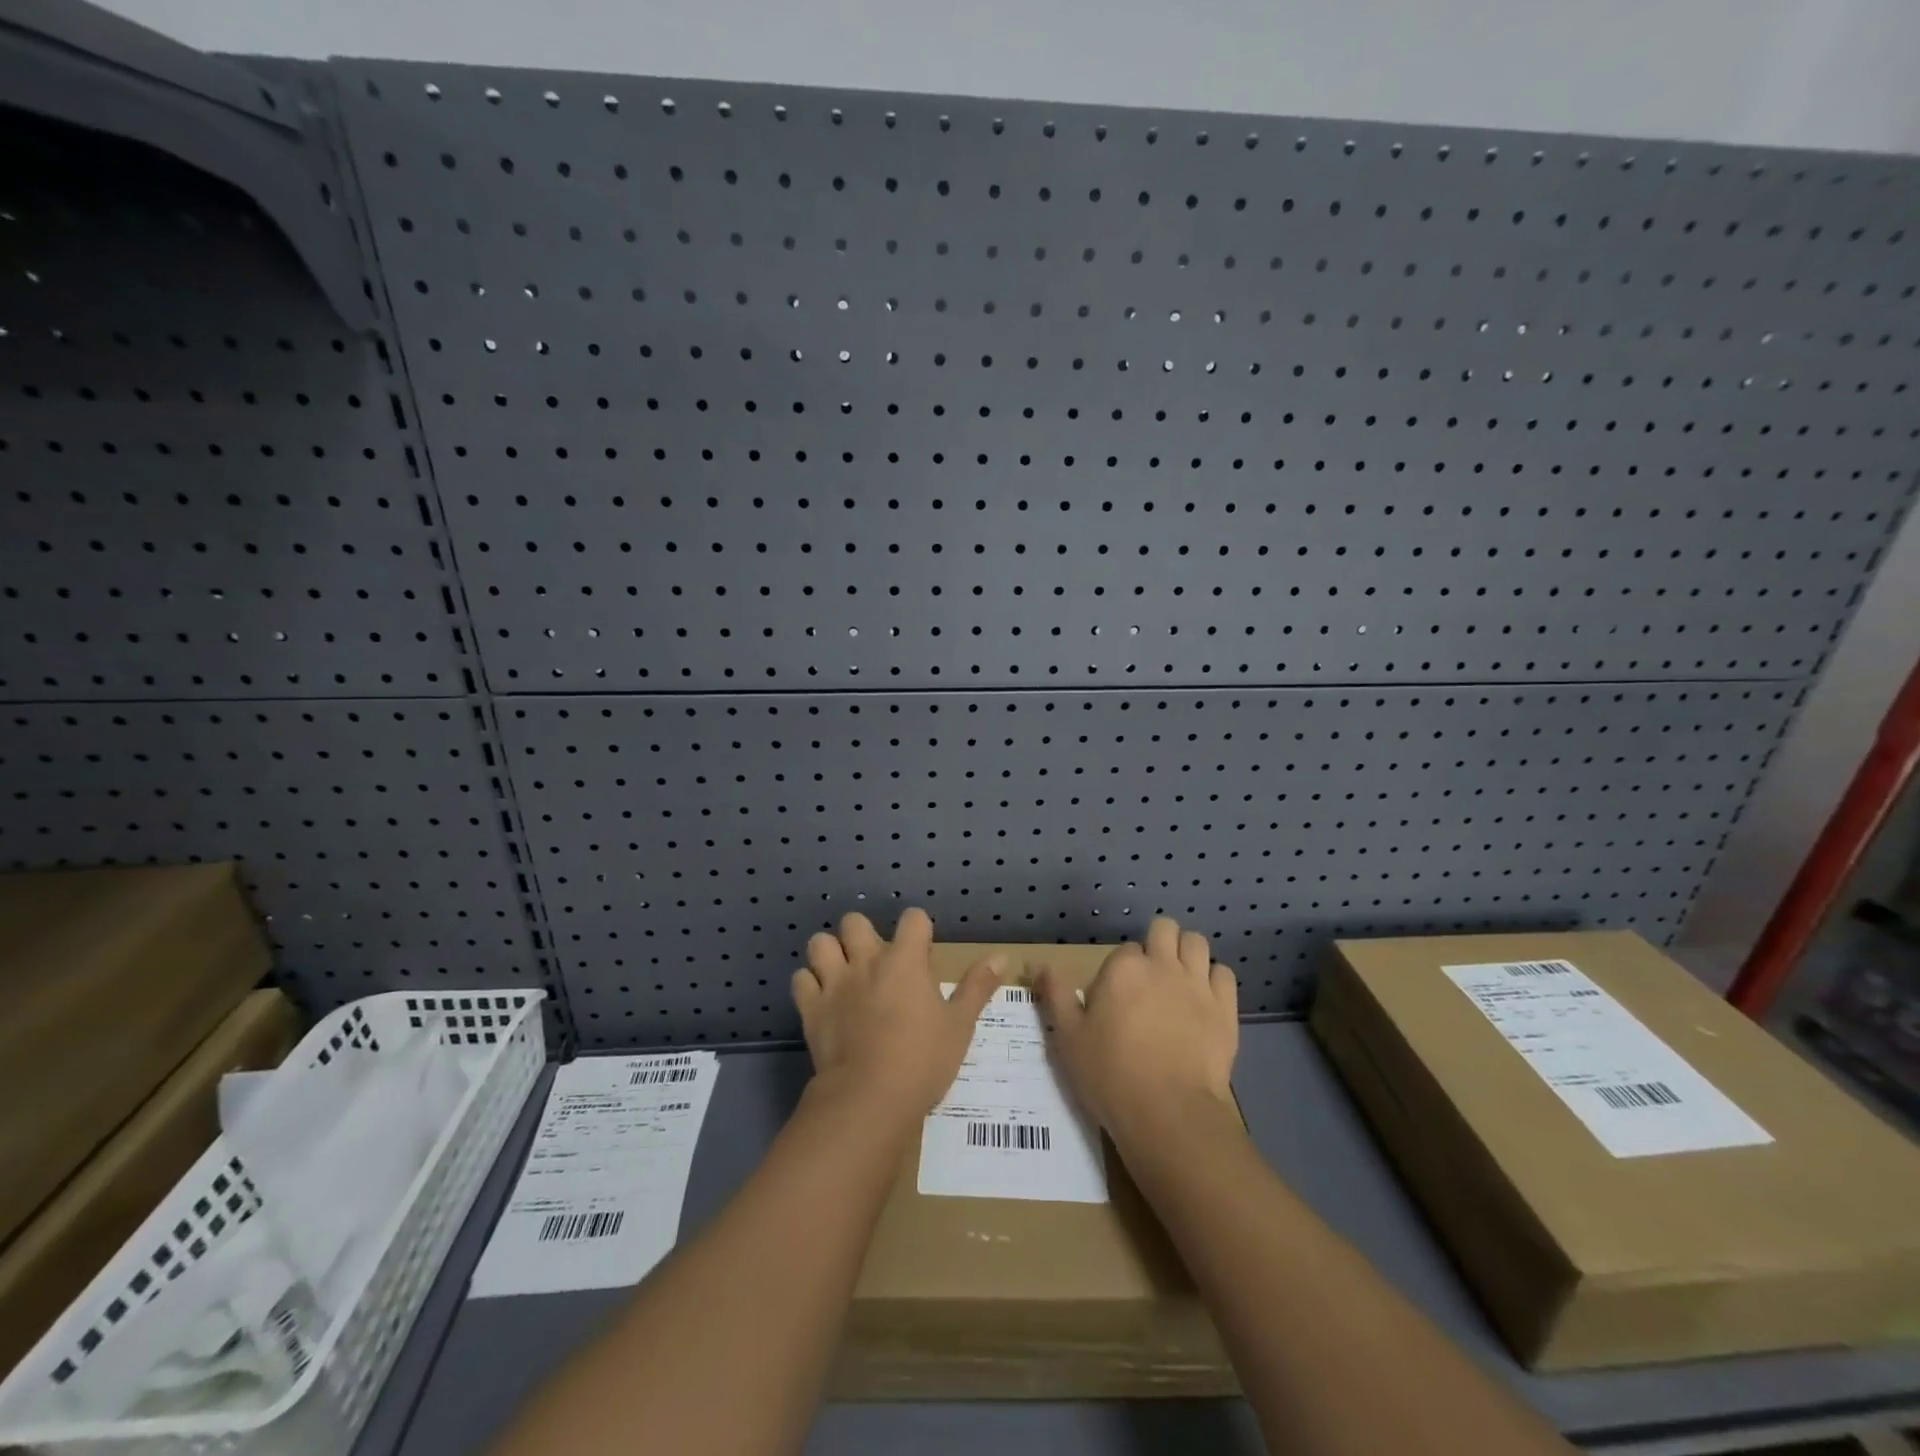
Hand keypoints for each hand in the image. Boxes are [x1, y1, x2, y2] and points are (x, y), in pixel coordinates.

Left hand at [792, 907, 1002, 1117]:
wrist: (869, 1098)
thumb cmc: (923, 1059)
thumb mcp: (960, 1025)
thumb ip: (977, 987)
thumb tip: (1001, 956)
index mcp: (905, 960)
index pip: (913, 918)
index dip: (919, 930)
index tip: (923, 953)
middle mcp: (866, 961)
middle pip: (855, 922)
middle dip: (864, 934)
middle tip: (877, 962)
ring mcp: (834, 983)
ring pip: (820, 944)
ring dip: (830, 953)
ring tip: (843, 974)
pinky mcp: (811, 1009)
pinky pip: (800, 980)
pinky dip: (809, 985)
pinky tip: (822, 1000)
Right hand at [1036, 916, 1237, 1143]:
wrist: (1169, 1114)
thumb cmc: (1111, 1075)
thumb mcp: (1068, 1037)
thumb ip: (1054, 994)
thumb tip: (1035, 963)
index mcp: (1123, 969)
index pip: (1123, 950)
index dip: (1119, 971)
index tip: (1115, 998)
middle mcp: (1162, 965)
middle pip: (1164, 929)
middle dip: (1157, 943)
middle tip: (1149, 977)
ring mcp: (1197, 985)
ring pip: (1196, 943)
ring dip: (1185, 954)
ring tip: (1178, 980)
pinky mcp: (1225, 1008)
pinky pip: (1224, 973)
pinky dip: (1214, 979)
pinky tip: (1204, 999)